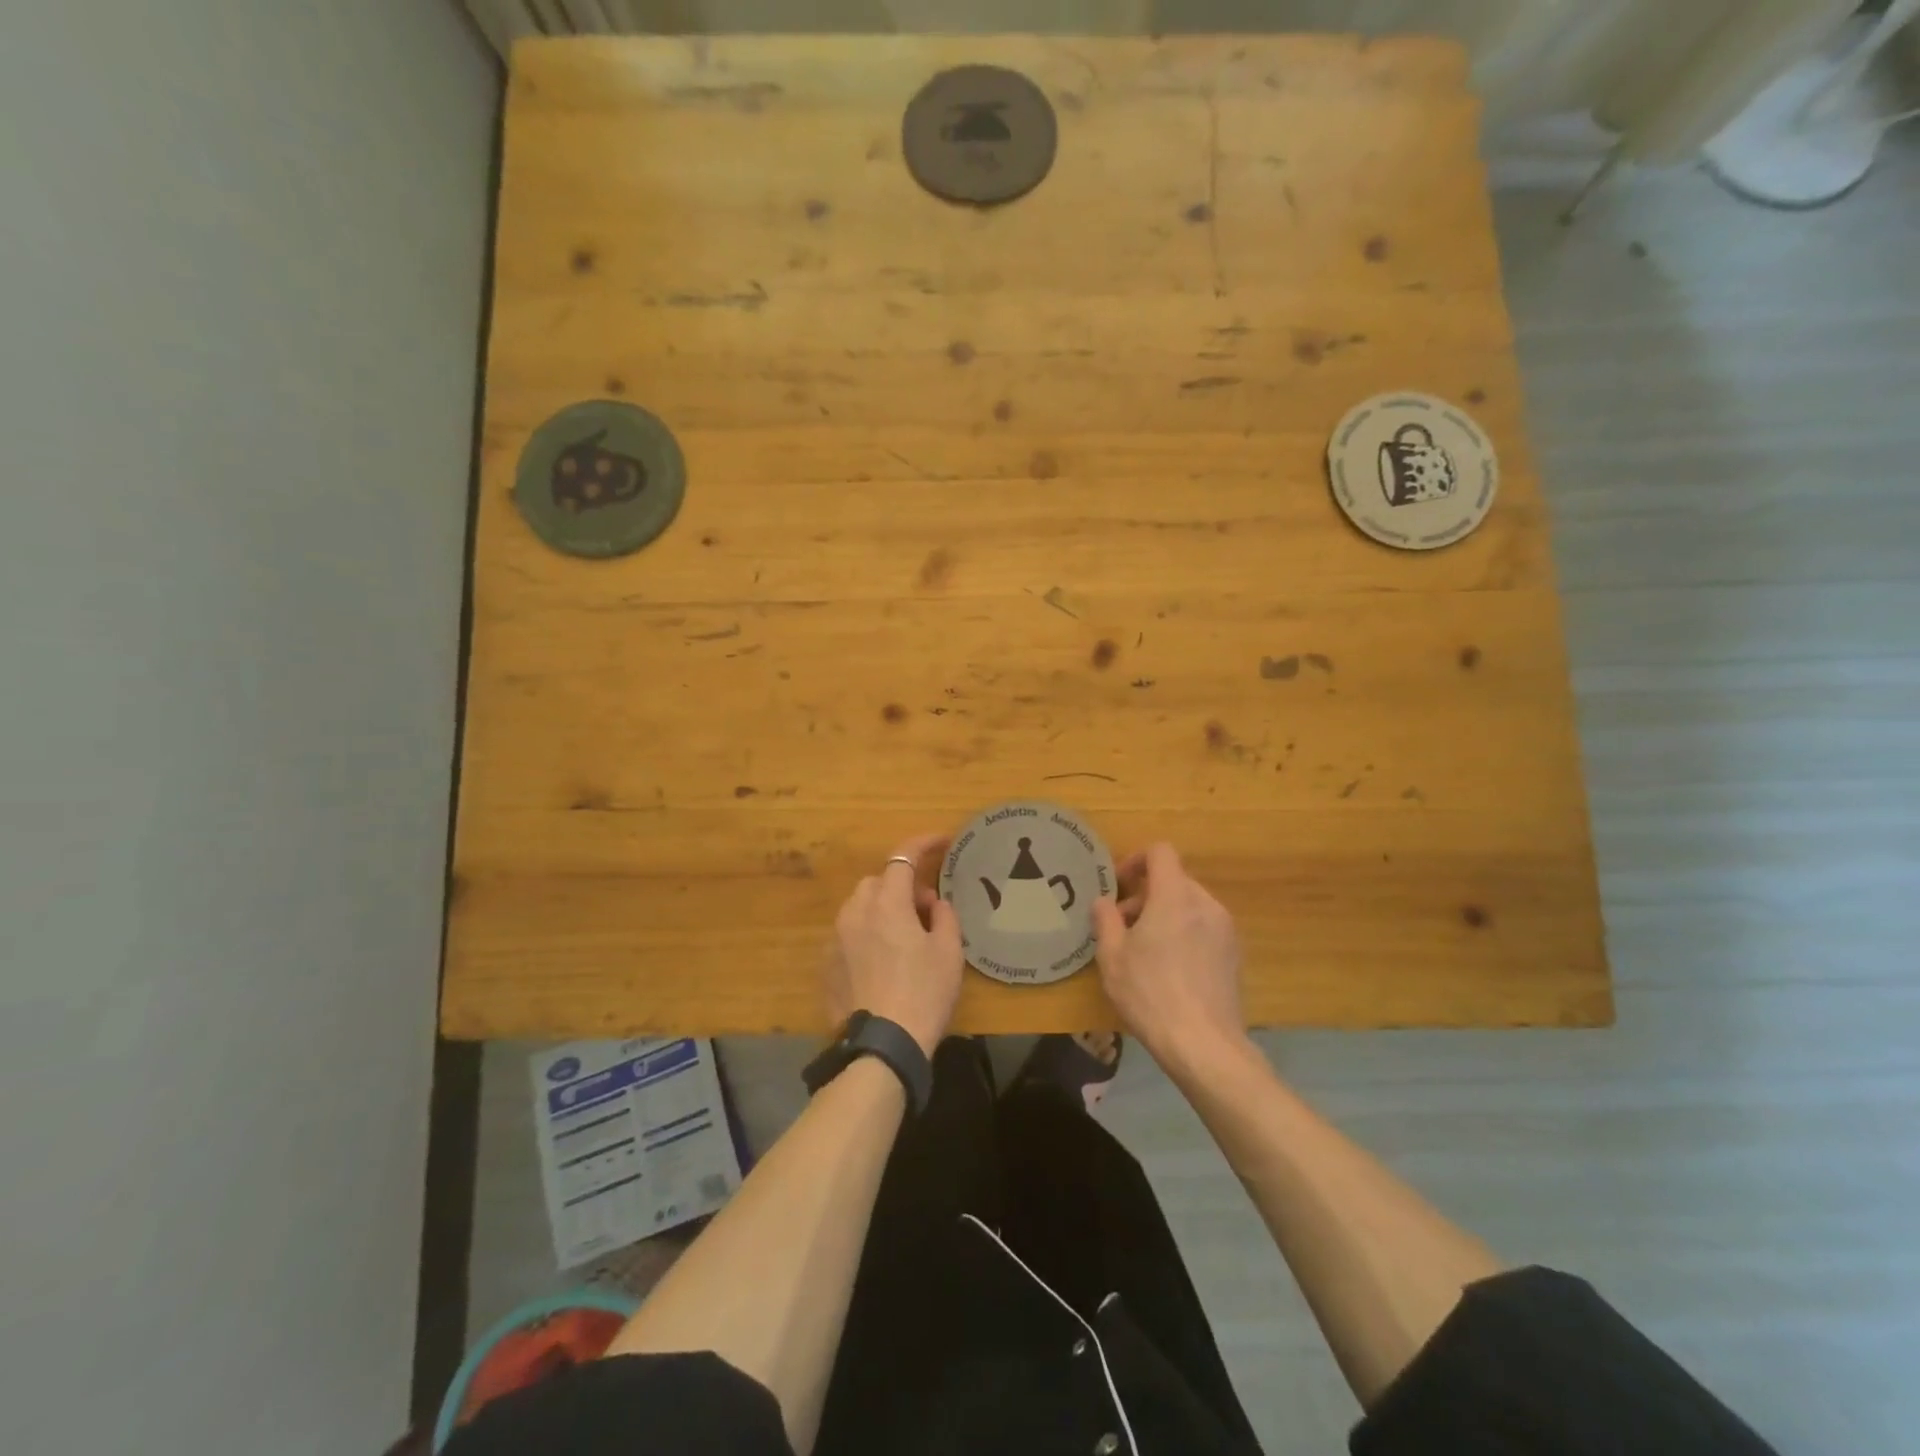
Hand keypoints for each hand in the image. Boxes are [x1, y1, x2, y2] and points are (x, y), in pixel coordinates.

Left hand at [821, 834, 963, 1056]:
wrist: (882, 1046)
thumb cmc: (924, 994)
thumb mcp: (949, 952)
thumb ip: (944, 917)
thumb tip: (934, 903)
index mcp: (887, 903)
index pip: (902, 857)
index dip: (923, 843)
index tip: (941, 842)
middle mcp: (855, 912)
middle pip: (878, 881)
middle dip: (902, 885)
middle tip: (926, 909)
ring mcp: (836, 938)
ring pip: (860, 906)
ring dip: (882, 909)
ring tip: (904, 936)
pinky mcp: (827, 964)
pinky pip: (848, 934)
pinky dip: (866, 933)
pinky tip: (883, 960)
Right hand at [1092, 842, 1247, 1073]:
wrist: (1204, 1044)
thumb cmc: (1150, 994)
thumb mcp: (1112, 957)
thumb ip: (1105, 920)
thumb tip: (1103, 901)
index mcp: (1175, 897)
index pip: (1161, 852)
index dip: (1137, 860)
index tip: (1119, 885)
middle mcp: (1205, 904)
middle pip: (1175, 880)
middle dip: (1146, 894)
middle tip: (1123, 925)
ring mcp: (1225, 930)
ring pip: (1190, 905)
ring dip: (1165, 914)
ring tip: (1145, 949)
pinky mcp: (1234, 954)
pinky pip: (1204, 927)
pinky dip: (1185, 933)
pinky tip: (1170, 969)